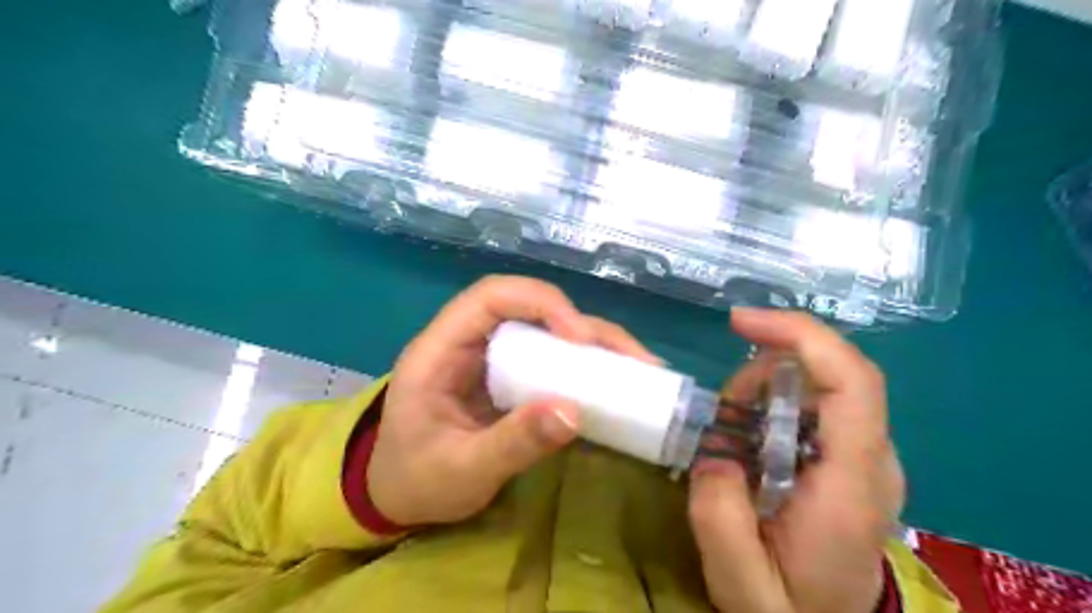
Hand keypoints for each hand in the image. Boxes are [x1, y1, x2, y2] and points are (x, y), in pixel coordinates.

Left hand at [366, 275, 656, 523]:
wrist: (398, 496)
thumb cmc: (416, 481)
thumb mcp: (461, 471)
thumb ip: (512, 443)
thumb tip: (573, 412)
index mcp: (439, 350)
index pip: (490, 296)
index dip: (539, 303)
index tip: (579, 338)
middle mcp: (468, 341)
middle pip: (530, 307)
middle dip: (583, 325)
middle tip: (630, 358)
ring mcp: (491, 358)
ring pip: (548, 329)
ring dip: (595, 342)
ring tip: (640, 367)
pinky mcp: (510, 376)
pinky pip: (552, 357)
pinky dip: (587, 364)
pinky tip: (617, 380)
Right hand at [690, 312, 903, 612]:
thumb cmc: (790, 610)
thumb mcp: (739, 581)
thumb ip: (717, 514)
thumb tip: (713, 451)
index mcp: (853, 483)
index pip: (852, 382)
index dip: (801, 335)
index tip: (740, 322)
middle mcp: (872, 459)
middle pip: (830, 373)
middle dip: (763, 373)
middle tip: (720, 415)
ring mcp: (866, 456)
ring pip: (817, 386)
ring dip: (761, 393)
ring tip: (729, 437)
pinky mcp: (851, 458)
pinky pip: (812, 407)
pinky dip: (769, 407)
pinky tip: (747, 443)